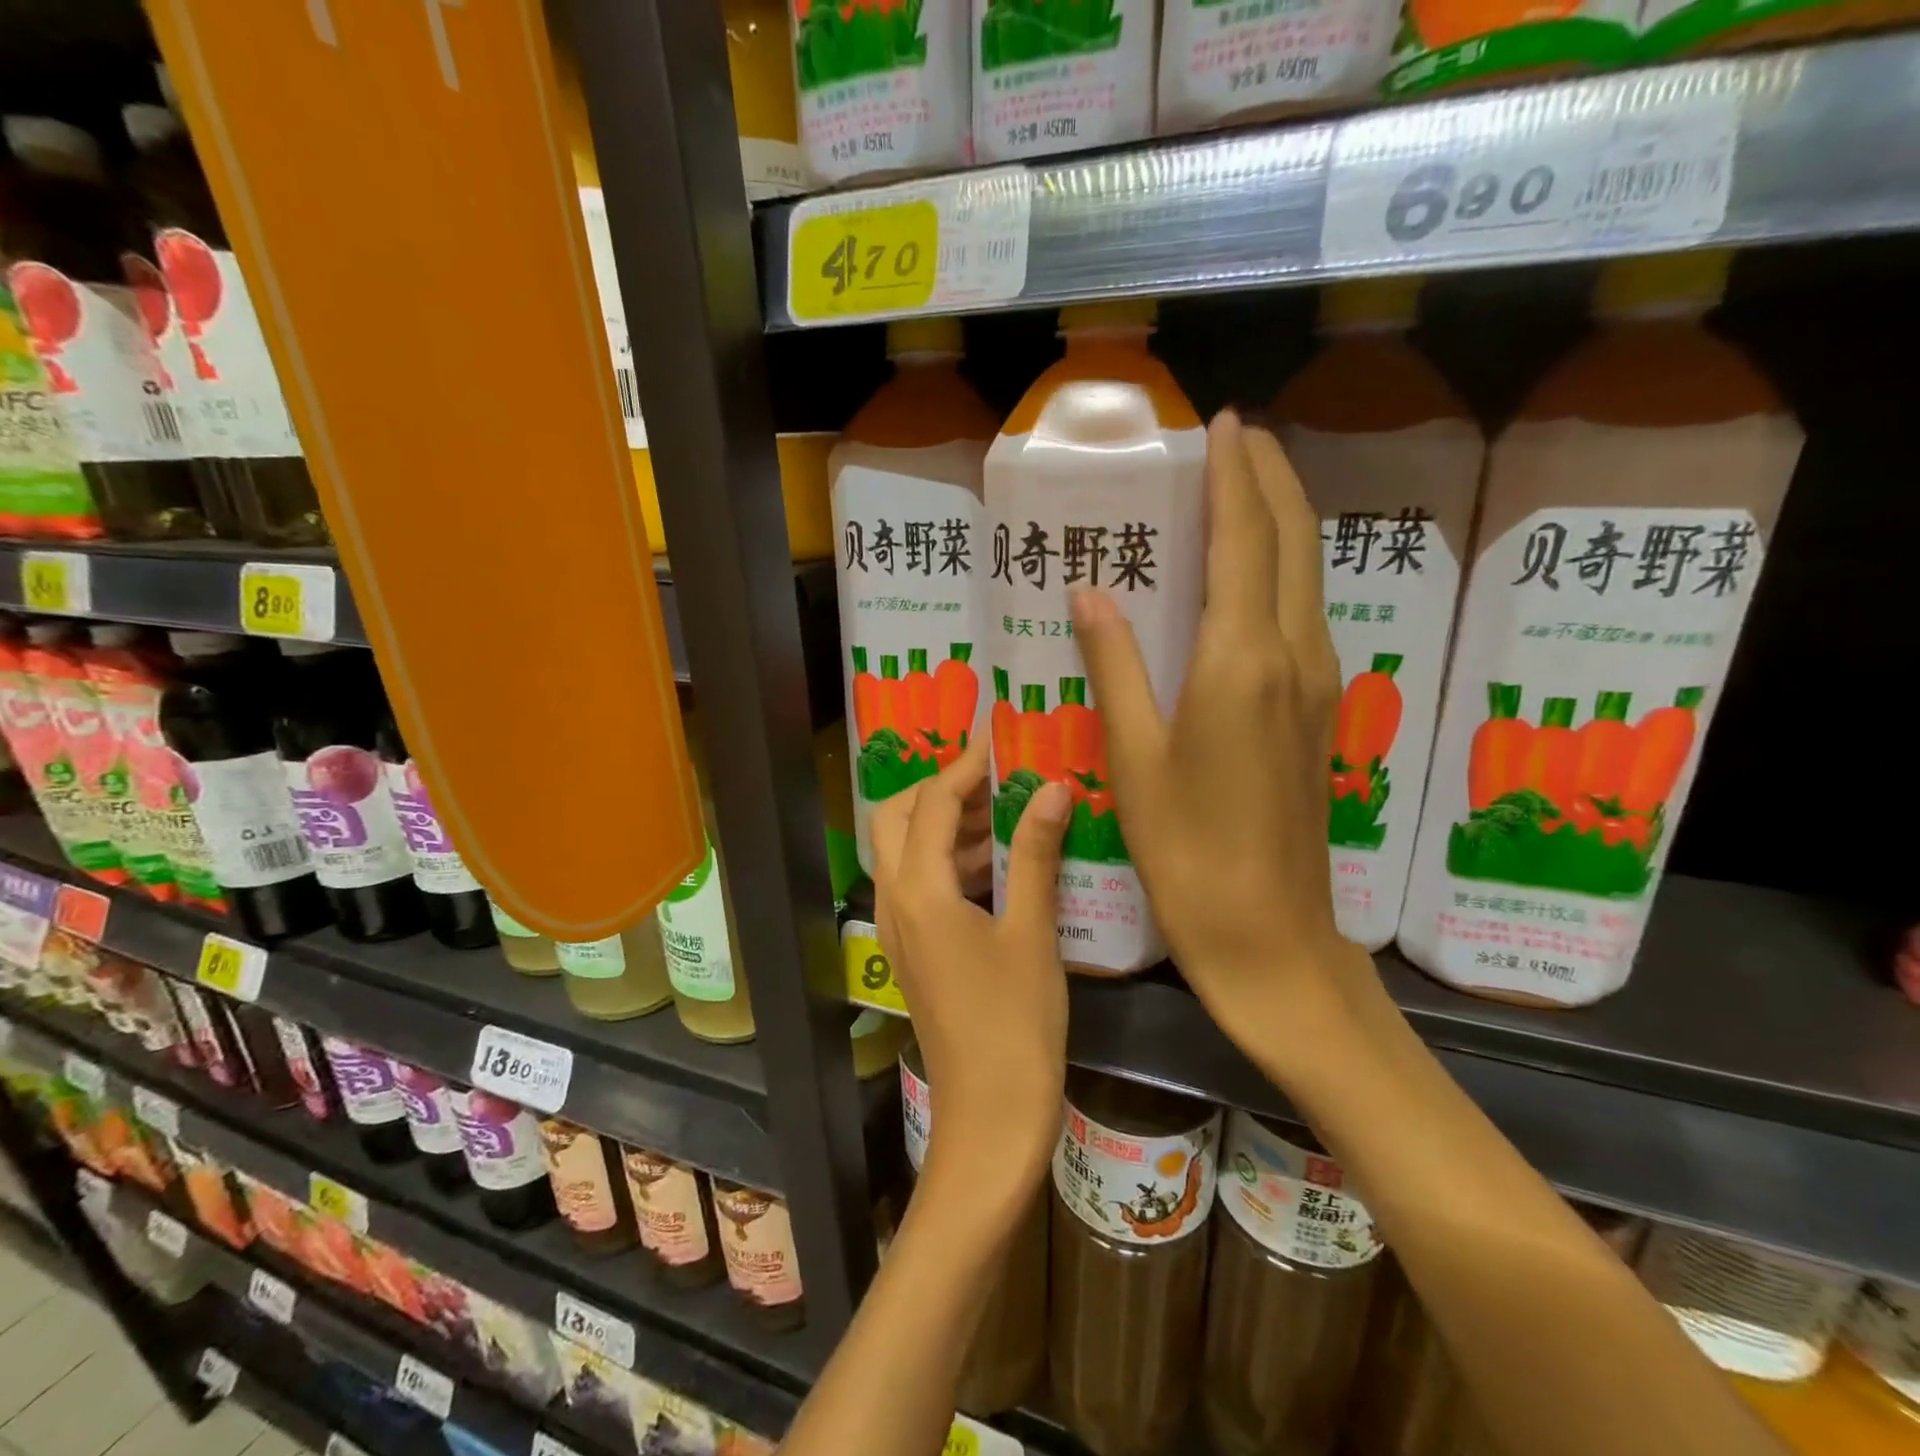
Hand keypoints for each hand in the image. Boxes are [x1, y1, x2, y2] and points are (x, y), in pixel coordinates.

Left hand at [871, 738, 1071, 1201]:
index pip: (930, 803)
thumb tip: (1051, 787)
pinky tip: (997, 866)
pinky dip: (947, 861)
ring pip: (903, 853)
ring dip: (943, 825)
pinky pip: (917, 885)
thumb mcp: (1032, 932)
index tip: (998, 740)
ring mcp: (898, 930)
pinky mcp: (913, 951)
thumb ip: (1034, 854)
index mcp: (919, 892)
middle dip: (936, 790)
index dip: (963, 766)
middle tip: (990, 778)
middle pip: (894, 820)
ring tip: (1002, 812)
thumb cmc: (1016, 1024)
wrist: (990, 1116)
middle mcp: (895, 903)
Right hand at [1072, 410, 1372, 1049]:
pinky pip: (1304, 614)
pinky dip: (1282, 571)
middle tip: (1240, 440)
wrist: (1269, 932)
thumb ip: (1115, 665)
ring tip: (1244, 490)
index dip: (1235, 476)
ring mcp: (1317, 684)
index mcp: (1241, 660)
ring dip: (1282, 521)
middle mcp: (1292, 656)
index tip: (1223, 426)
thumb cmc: (1187, 848)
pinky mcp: (1318, 712)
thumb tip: (1090, 593)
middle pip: (1295, 541)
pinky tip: (1250, 577)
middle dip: (1272, 479)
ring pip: (1308, 575)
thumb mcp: (1135, 756)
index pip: (1245, 539)